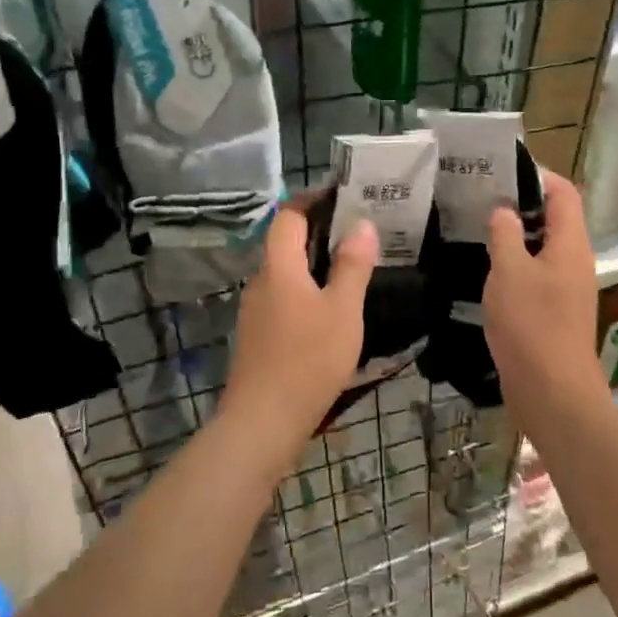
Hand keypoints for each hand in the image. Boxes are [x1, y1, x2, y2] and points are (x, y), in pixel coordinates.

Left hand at [220, 200, 376, 450]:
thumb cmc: (308, 360)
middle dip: (319, 232)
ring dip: (314, 264)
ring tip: (351, 268)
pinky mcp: (258, 337)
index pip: (288, 215)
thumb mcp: (342, 310)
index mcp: (279, 267)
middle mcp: (261, 282)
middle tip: (359, 232)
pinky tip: (330, 310)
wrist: (263, 421)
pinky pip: (284, 298)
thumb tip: (362, 224)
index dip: (312, 199)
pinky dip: (306, 291)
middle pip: (285, 243)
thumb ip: (352, 265)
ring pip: (286, 274)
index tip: (342, 194)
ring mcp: (255, 311)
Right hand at [485, 172, 607, 412]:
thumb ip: (505, 235)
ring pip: (544, 249)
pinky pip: (537, 275)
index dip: (539, 176)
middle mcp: (575, 261)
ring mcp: (568, 289)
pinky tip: (487, 271)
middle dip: (522, 205)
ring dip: (517, 237)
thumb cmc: (531, 325)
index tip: (503, 170)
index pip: (564, 193)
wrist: (553, 392)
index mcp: (571, 244)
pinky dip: (516, 266)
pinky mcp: (556, 313)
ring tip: (478, 229)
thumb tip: (505, 211)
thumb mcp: (509, 272)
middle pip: (556, 219)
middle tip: (482, 198)